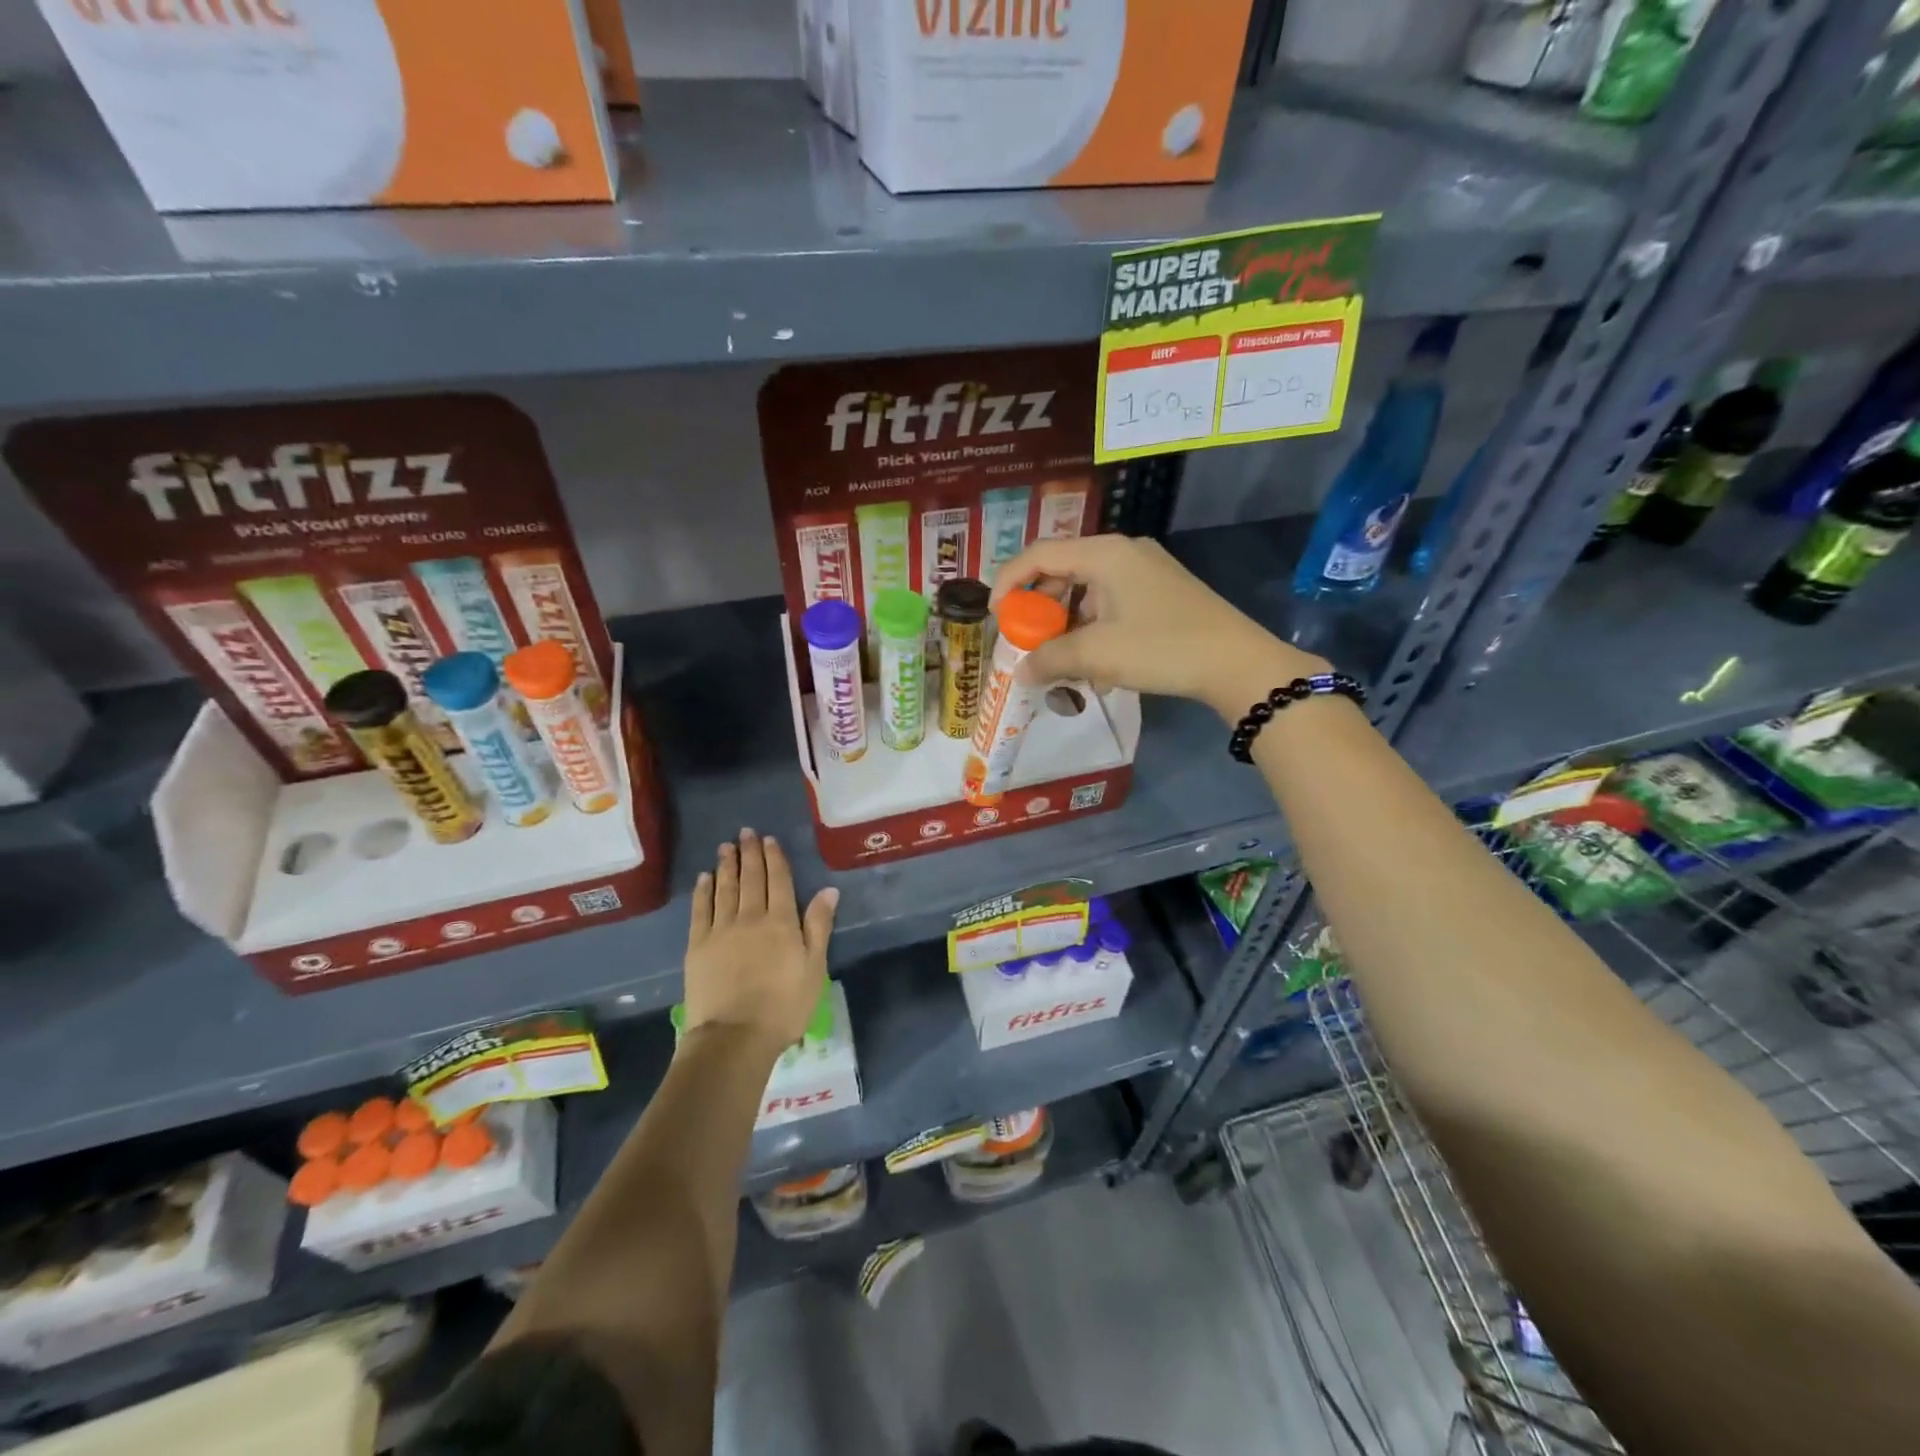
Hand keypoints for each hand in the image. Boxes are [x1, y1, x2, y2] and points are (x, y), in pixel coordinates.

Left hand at [682, 829, 837, 1054]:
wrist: (734, 1036)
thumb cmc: (784, 1006)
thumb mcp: (814, 968)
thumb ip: (818, 926)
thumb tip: (828, 890)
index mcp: (781, 922)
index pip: (778, 881)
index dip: (774, 858)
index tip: (769, 840)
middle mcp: (750, 917)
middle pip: (751, 879)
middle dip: (749, 854)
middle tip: (745, 833)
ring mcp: (720, 930)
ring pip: (724, 889)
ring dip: (726, 866)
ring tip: (726, 848)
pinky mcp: (698, 946)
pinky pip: (701, 910)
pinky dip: (703, 891)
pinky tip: (704, 879)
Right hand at [989, 535, 1327, 717]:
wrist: (1237, 663)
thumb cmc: (1161, 647)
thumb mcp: (1097, 654)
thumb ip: (1050, 658)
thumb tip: (1020, 671)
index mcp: (1104, 553)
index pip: (1039, 554)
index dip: (1009, 582)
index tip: (994, 615)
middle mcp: (1123, 552)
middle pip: (1063, 571)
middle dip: (1039, 609)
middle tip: (1027, 641)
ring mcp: (1146, 572)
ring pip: (1088, 592)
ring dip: (1067, 625)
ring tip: (1061, 662)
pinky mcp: (1162, 593)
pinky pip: (1112, 604)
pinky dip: (1094, 629)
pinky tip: (1096, 667)